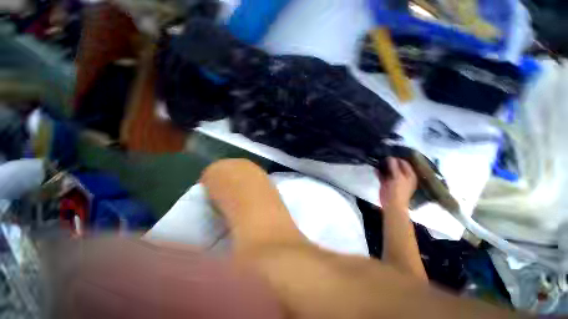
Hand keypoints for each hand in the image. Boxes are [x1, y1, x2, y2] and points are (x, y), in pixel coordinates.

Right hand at [378, 157, 417, 211]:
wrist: (392, 204)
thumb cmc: (398, 191)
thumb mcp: (397, 177)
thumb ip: (394, 167)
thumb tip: (390, 157)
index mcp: (409, 174)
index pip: (403, 162)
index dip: (397, 158)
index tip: (388, 152)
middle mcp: (402, 175)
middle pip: (395, 165)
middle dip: (389, 161)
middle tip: (381, 155)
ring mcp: (393, 179)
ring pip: (388, 170)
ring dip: (383, 166)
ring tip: (377, 160)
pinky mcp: (386, 183)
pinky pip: (382, 175)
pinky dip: (378, 172)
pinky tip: (375, 169)